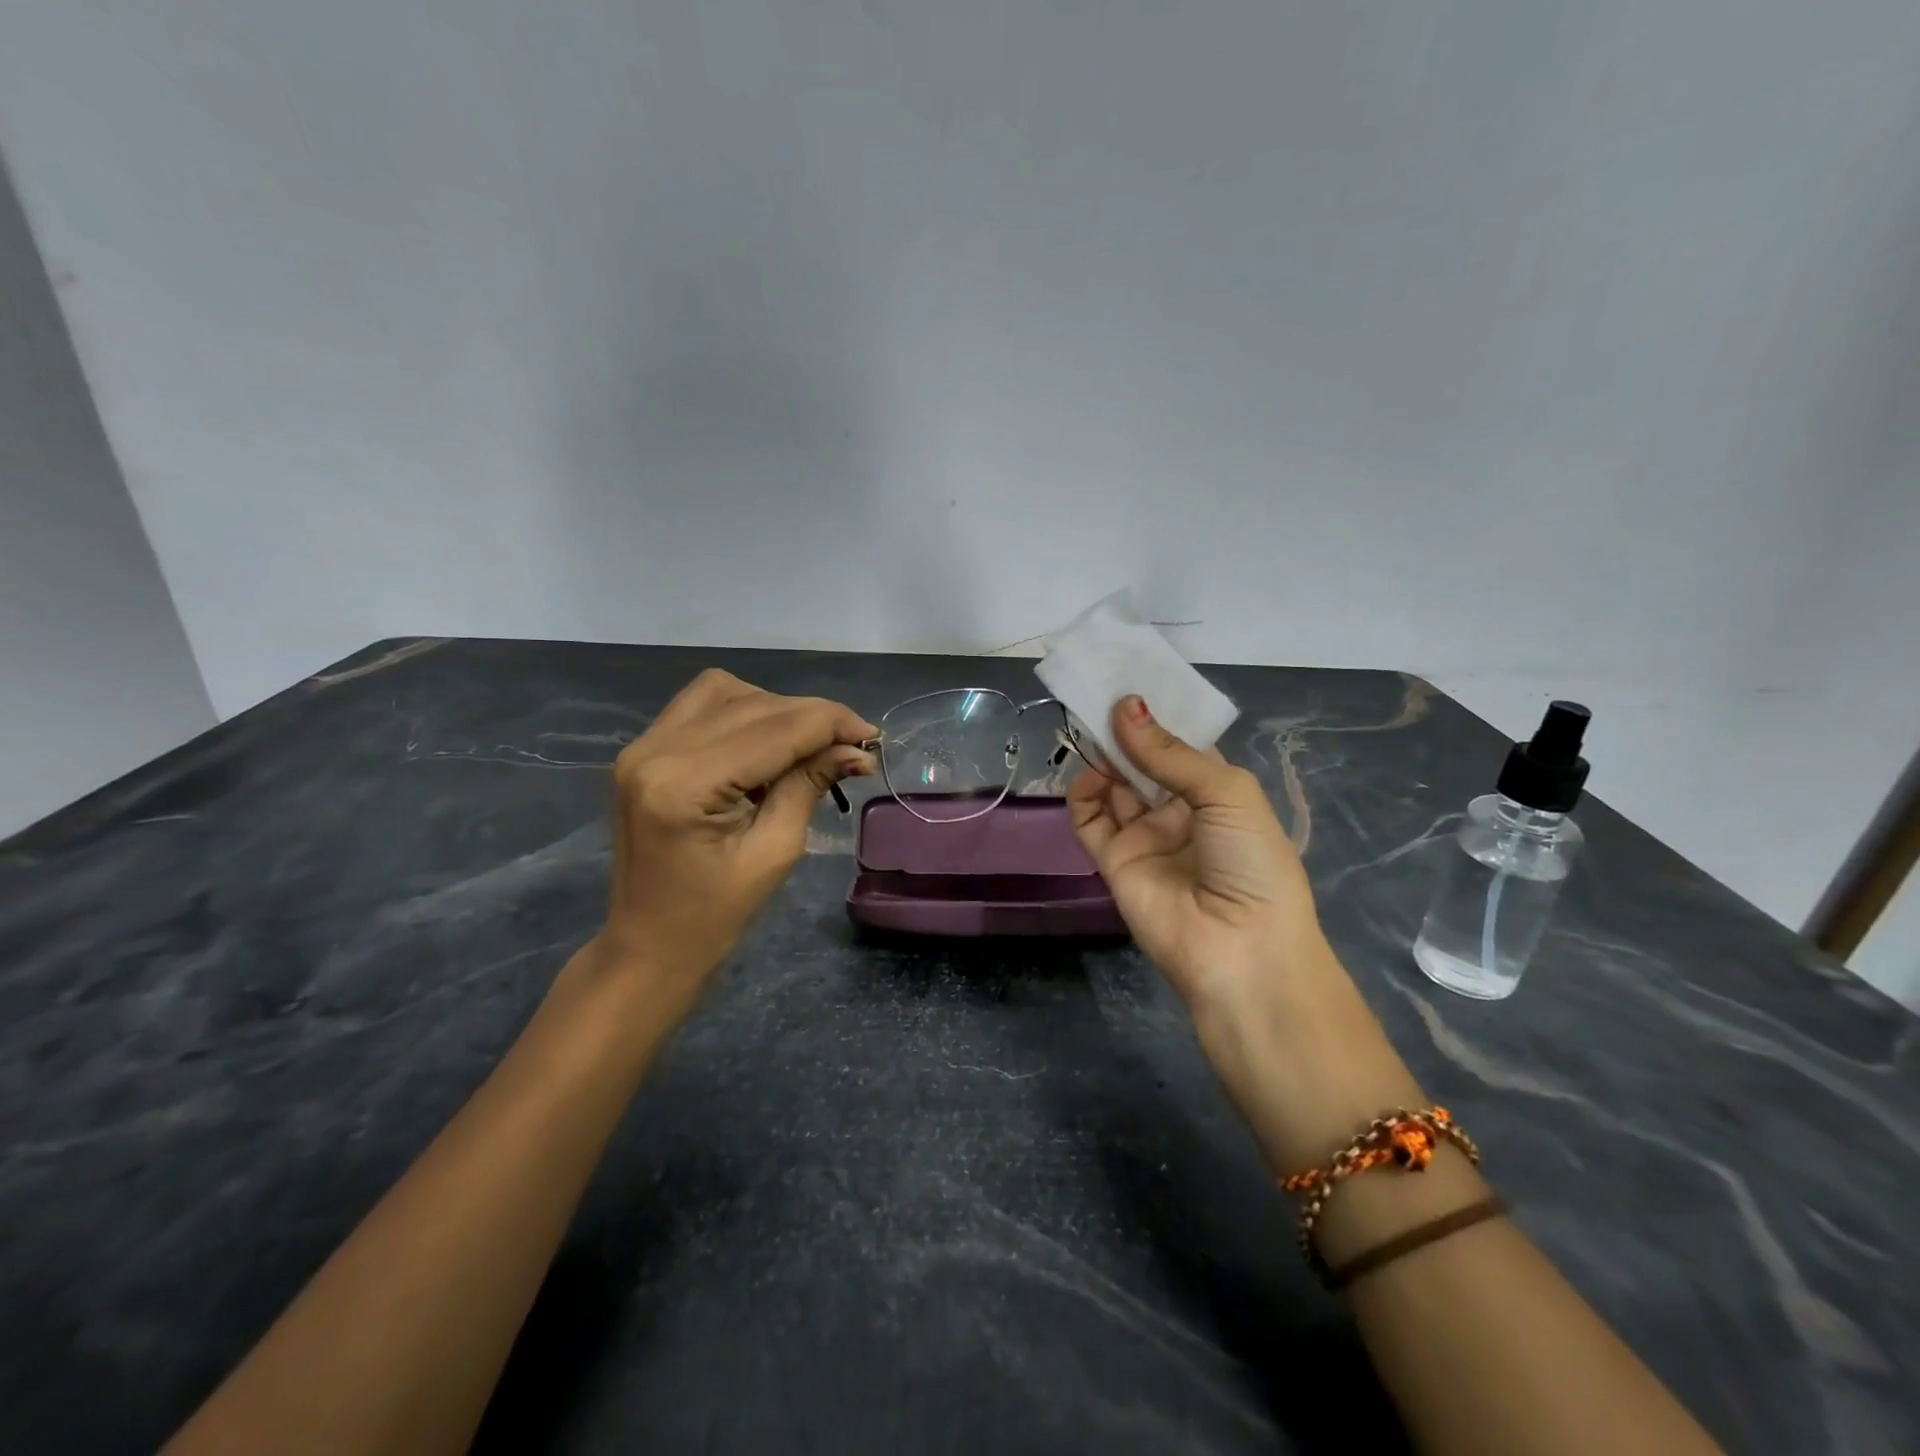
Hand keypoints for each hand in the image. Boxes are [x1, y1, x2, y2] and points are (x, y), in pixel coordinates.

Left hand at [594, 669, 876, 987]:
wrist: (648, 944)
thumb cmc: (715, 914)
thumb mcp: (775, 851)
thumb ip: (810, 785)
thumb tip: (856, 749)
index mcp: (685, 785)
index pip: (775, 729)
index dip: (831, 723)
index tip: (872, 736)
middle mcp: (656, 750)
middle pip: (754, 704)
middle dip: (812, 717)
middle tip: (851, 745)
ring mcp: (643, 746)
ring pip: (726, 692)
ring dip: (776, 709)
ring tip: (806, 744)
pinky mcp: (643, 750)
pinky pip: (702, 705)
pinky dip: (744, 712)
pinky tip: (766, 742)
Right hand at [1068, 695, 1328, 1014]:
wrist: (1240, 949)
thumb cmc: (1252, 861)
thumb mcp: (1226, 794)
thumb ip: (1170, 753)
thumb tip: (1125, 706)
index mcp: (1216, 794)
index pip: (1181, 746)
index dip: (1158, 718)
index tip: (1132, 685)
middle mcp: (1179, 811)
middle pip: (1142, 763)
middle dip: (1125, 734)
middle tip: (1100, 699)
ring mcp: (1145, 837)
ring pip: (1114, 787)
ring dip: (1104, 758)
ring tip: (1092, 731)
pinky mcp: (1114, 861)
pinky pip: (1091, 820)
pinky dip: (1084, 795)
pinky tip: (1090, 776)